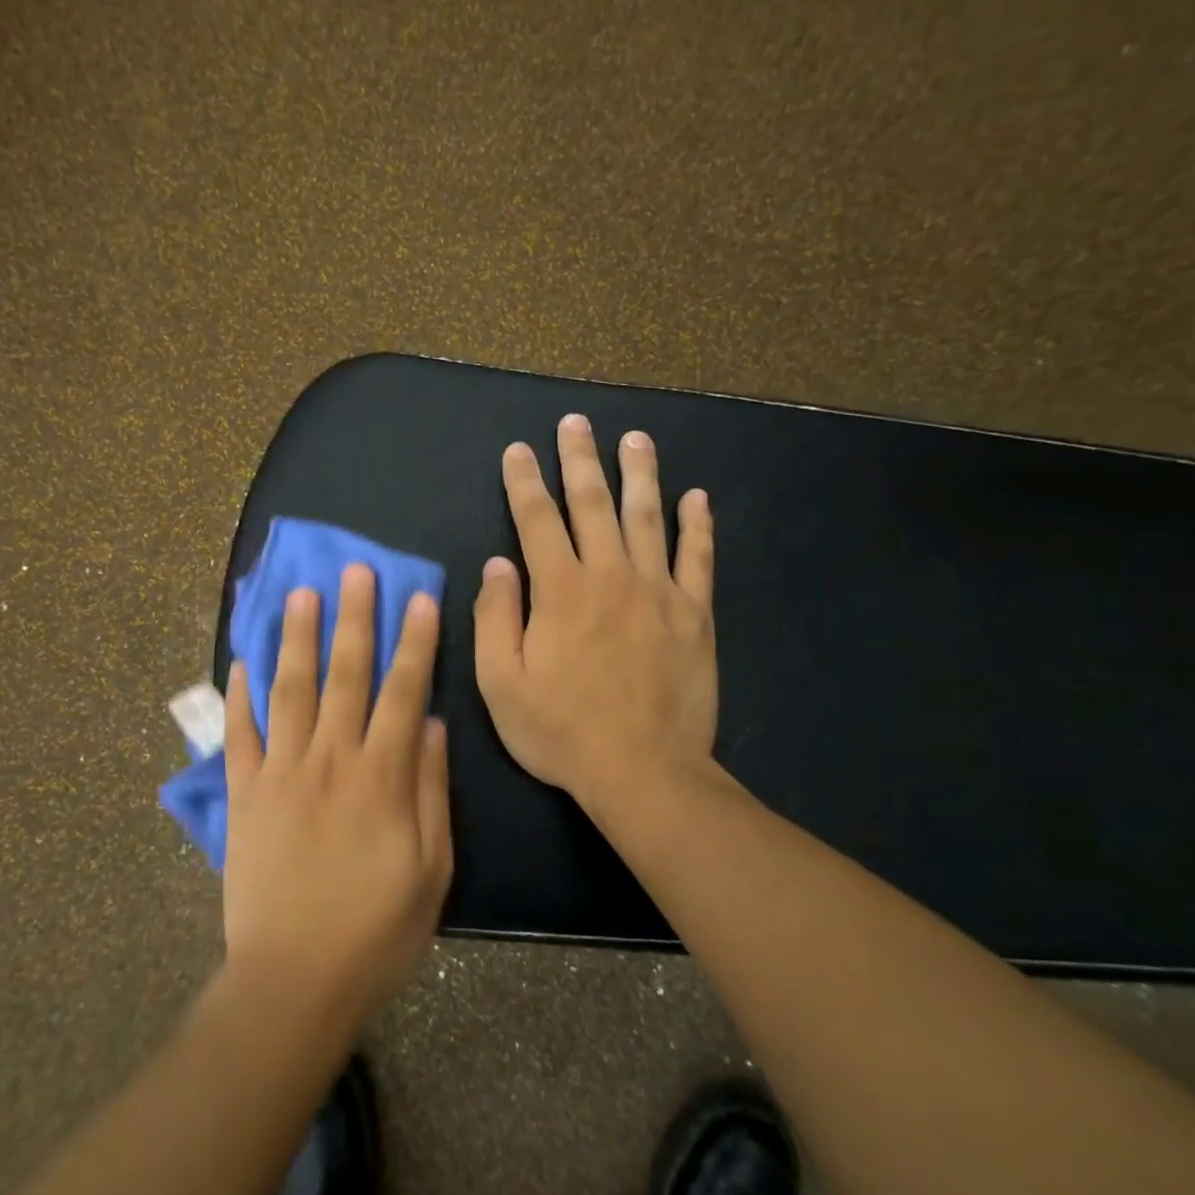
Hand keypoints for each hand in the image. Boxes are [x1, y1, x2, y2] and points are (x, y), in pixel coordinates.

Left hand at [222, 566, 452, 1031]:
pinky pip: (239, 735)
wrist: (293, 981)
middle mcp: (329, 760)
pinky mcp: (244, 795)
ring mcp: (280, 773)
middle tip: (355, 570)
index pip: (402, 692)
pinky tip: (240, 661)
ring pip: (290, 690)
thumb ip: (431, 791)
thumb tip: (430, 724)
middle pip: (345, 675)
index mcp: (381, 777)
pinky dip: (238, 697)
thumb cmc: (376, 931)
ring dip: (296, 638)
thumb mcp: (432, 870)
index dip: (414, 642)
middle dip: (354, 618)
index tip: (418, 597)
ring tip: (300, 593)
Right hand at [474, 413, 718, 820]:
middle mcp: (610, 576)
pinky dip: (698, 526)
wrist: (643, 771)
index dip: (524, 482)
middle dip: (579, 459)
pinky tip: (698, 497)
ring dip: (639, 475)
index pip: (537, 520)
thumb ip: (496, 618)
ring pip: (648, 518)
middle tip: (575, 423)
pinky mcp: (695, 615)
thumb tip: (497, 566)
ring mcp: (659, 591)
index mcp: (560, 590)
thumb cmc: (562, 731)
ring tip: (635, 438)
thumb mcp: (501, 684)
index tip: (518, 450)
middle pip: (592, 503)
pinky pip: (698, 559)